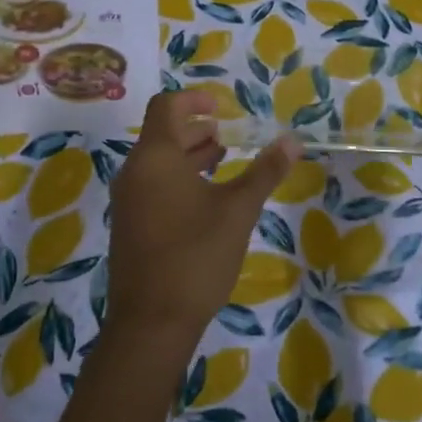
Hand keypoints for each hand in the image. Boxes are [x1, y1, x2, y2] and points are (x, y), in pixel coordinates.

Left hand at [105, 90, 298, 349]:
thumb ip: (264, 172)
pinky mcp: (129, 224)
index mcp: (155, 157)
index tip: (222, 106)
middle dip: (196, 129)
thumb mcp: (238, 211)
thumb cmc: (196, 256)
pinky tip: (205, 199)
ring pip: (157, 161)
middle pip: (162, 133)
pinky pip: (152, 185)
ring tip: (222, 161)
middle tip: (229, 136)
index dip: (194, 100)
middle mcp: (134, 171)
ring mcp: (128, 200)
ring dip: (188, 155)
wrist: (151, 322)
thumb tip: (293, 141)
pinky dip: (178, 178)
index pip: (167, 107)